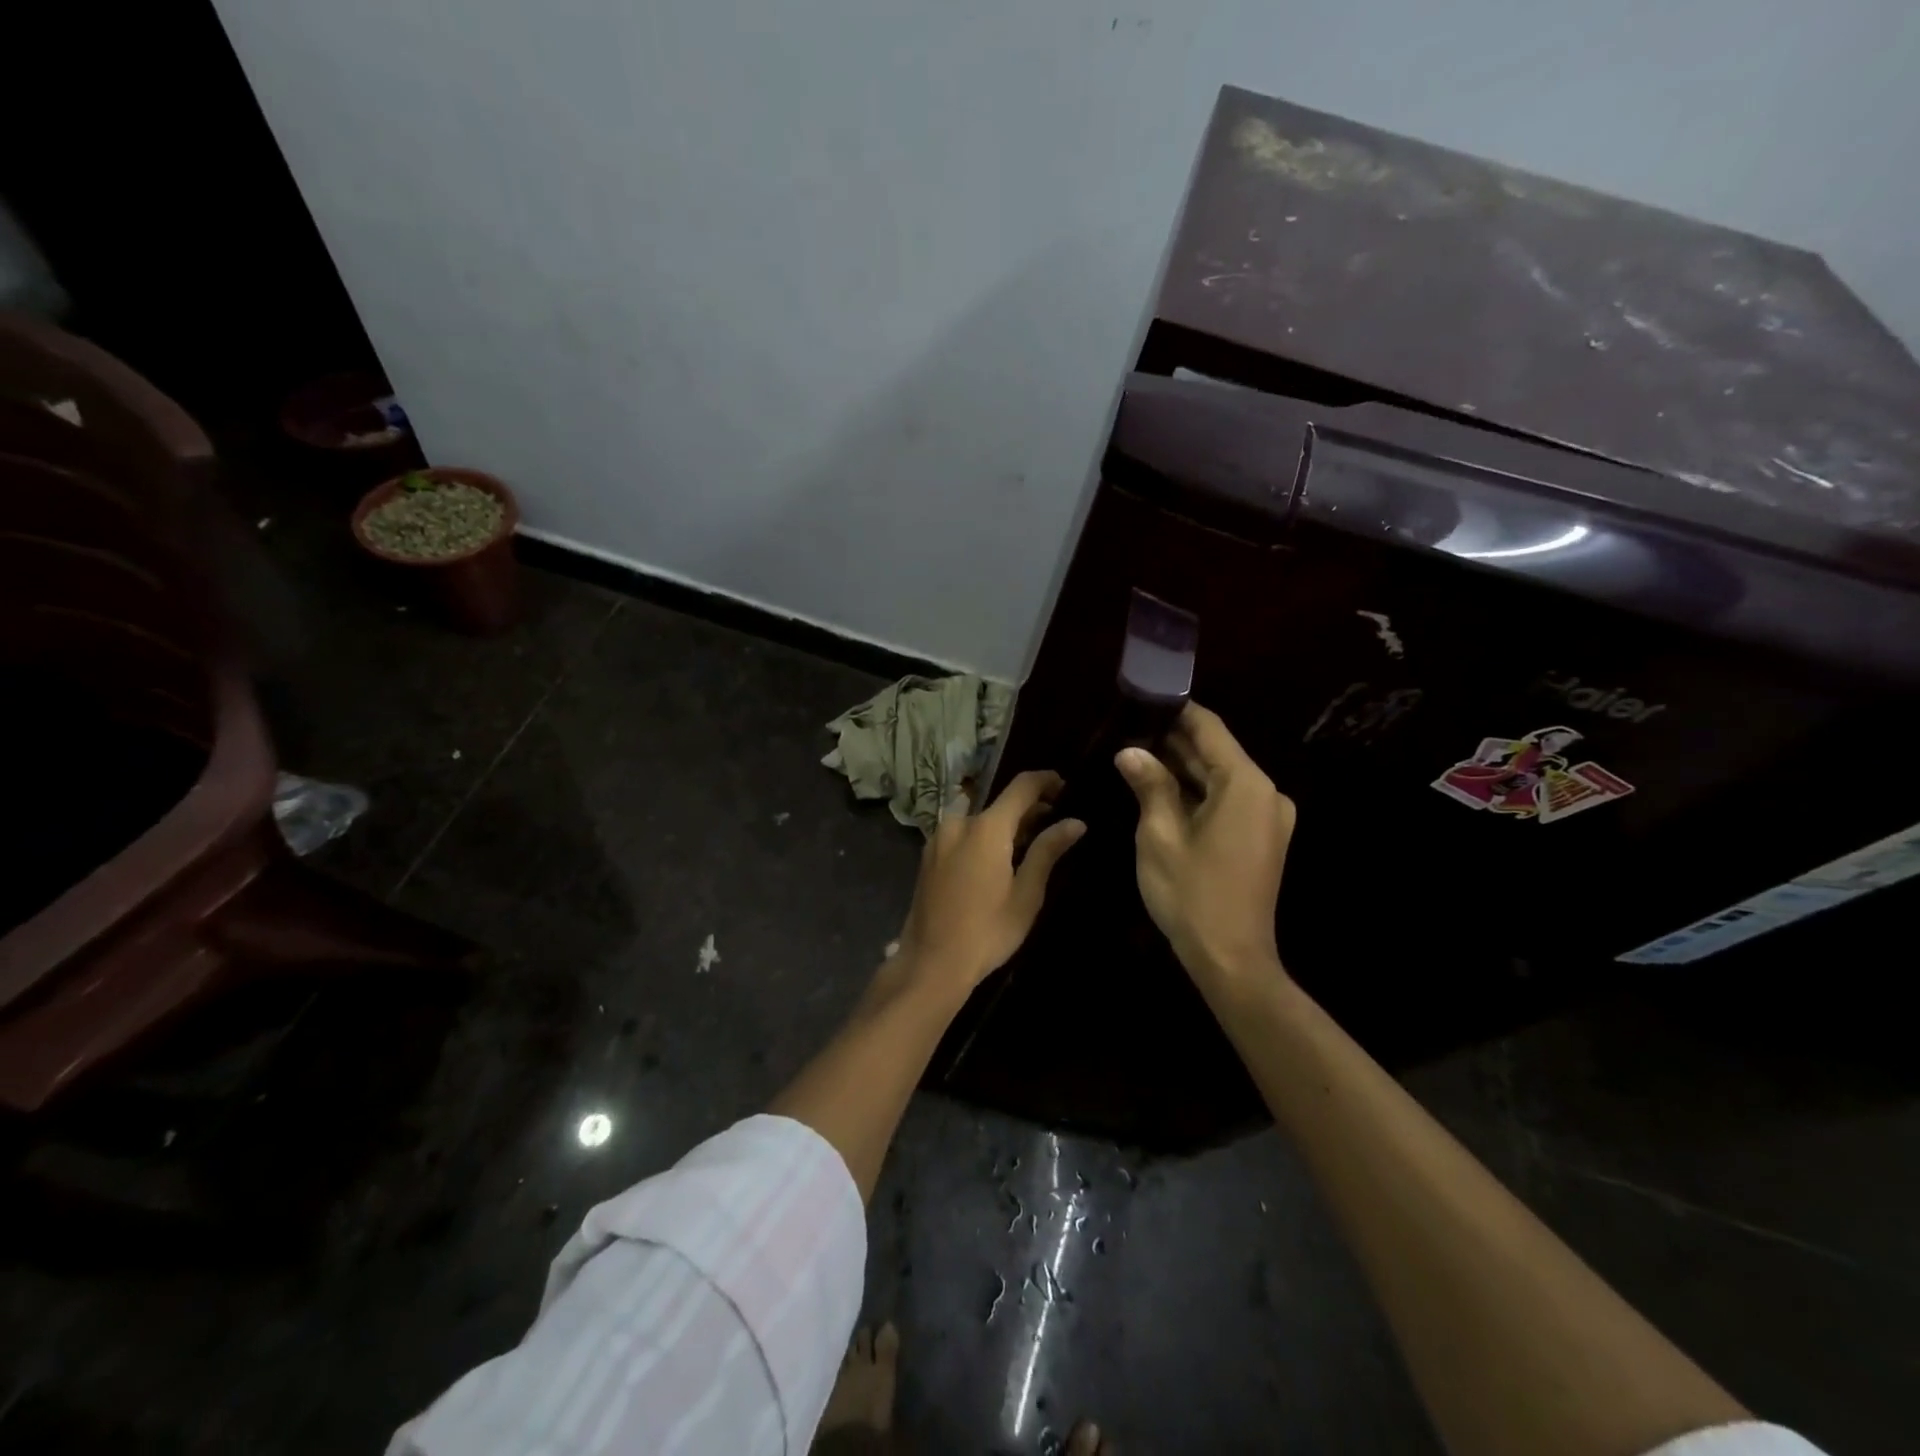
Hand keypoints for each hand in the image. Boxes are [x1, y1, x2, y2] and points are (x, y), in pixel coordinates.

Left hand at [889, 771, 1084, 1003]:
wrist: (931, 962)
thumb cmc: (987, 931)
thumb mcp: (1026, 894)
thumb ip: (1048, 851)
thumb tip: (1075, 822)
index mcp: (986, 828)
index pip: (1021, 787)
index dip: (1045, 781)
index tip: (1065, 787)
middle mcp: (959, 823)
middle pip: (1000, 803)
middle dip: (1028, 808)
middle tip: (1054, 823)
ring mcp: (939, 838)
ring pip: (980, 818)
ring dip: (1005, 824)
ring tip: (1029, 844)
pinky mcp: (929, 855)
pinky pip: (963, 832)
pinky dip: (984, 835)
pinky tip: (998, 858)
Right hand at [1116, 703, 1295, 987]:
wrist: (1232, 959)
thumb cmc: (1192, 894)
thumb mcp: (1159, 835)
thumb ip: (1149, 785)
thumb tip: (1130, 751)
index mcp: (1246, 785)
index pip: (1209, 729)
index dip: (1176, 711)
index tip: (1142, 699)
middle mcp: (1266, 793)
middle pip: (1216, 752)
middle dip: (1173, 742)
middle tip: (1128, 731)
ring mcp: (1268, 817)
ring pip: (1220, 778)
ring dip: (1182, 768)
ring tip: (1137, 755)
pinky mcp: (1262, 837)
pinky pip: (1227, 800)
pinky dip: (1197, 793)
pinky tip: (1161, 790)